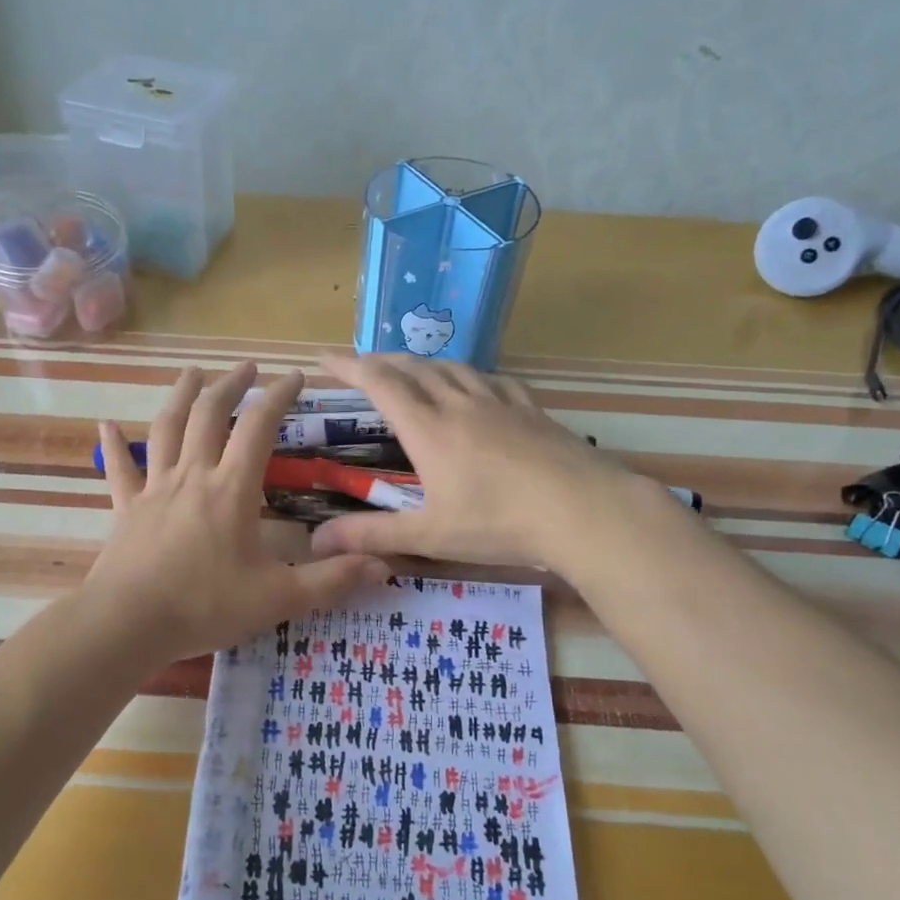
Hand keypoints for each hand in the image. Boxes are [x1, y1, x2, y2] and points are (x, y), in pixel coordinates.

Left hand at [87, 364, 388, 663]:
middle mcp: (192, 476)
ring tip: (192, 373)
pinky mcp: (127, 509)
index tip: (296, 376)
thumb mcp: (278, 598)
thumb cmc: (205, 606)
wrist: (128, 624)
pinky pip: (119, 470)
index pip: (259, 426)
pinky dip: (113, 445)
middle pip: (209, 414)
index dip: (279, 395)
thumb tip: (384, 565)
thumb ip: (331, 580)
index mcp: (231, 489)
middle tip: (247, 367)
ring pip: (166, 428)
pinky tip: (105, 426)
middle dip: (231, 385)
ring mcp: (154, 489)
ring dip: (181, 396)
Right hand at [309, 353, 644, 570]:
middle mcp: (459, 404)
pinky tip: (474, 386)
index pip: (380, 383)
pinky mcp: (531, 409)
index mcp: (429, 429)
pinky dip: (468, 375)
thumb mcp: (430, 536)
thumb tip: (316, 541)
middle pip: (413, 367)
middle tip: (360, 363)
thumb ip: (372, 535)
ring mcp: (499, 402)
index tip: (325, 358)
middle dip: (381, 361)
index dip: (349, 367)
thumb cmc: (500, 523)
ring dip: (422, 363)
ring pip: (452, 368)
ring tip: (409, 369)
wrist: (582, 510)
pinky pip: (492, 380)